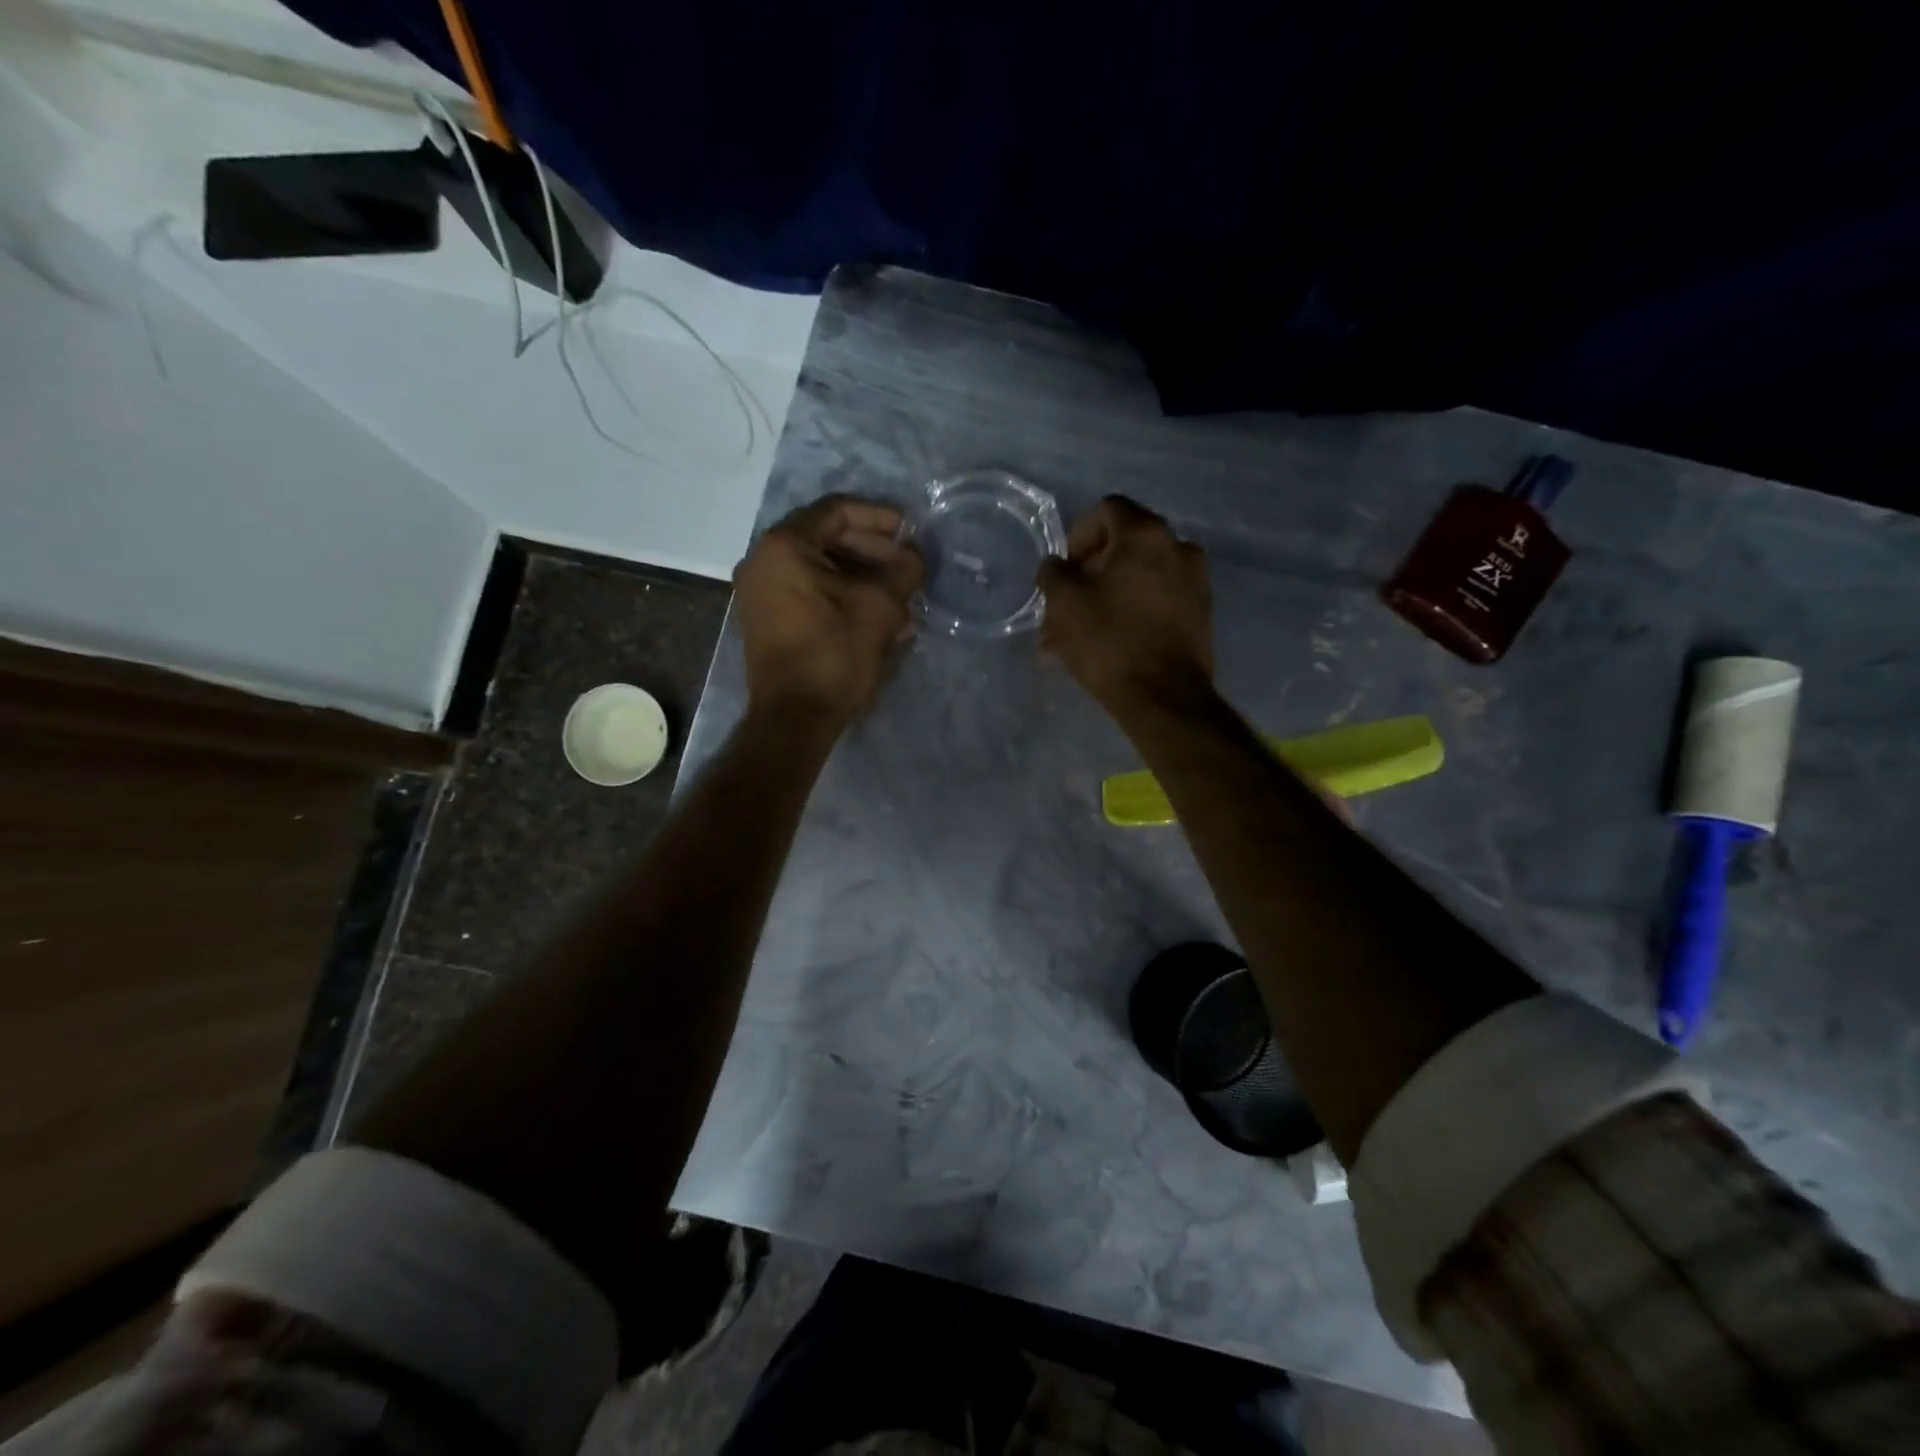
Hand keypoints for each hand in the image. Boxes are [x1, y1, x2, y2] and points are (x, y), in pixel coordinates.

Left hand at [733, 496, 923, 726]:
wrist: (794, 718)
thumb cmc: (834, 654)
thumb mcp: (880, 608)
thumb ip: (903, 570)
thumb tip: (914, 556)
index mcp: (785, 545)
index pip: (837, 510)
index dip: (879, 516)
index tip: (910, 531)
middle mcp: (763, 560)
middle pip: (826, 537)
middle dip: (872, 550)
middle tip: (906, 565)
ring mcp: (760, 591)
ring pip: (820, 568)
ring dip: (862, 577)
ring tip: (900, 596)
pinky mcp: (766, 619)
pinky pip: (808, 592)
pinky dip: (841, 596)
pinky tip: (878, 616)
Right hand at [1037, 496, 1212, 714]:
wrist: (1164, 696)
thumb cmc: (1109, 640)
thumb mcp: (1064, 603)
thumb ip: (1053, 573)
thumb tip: (1056, 565)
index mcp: (1145, 534)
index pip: (1107, 510)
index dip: (1078, 535)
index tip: (1065, 570)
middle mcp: (1178, 547)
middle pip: (1125, 546)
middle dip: (1091, 572)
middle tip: (1067, 604)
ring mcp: (1195, 581)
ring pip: (1139, 578)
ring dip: (1108, 596)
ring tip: (1081, 633)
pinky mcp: (1200, 614)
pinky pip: (1158, 600)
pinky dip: (1132, 611)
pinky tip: (1109, 642)